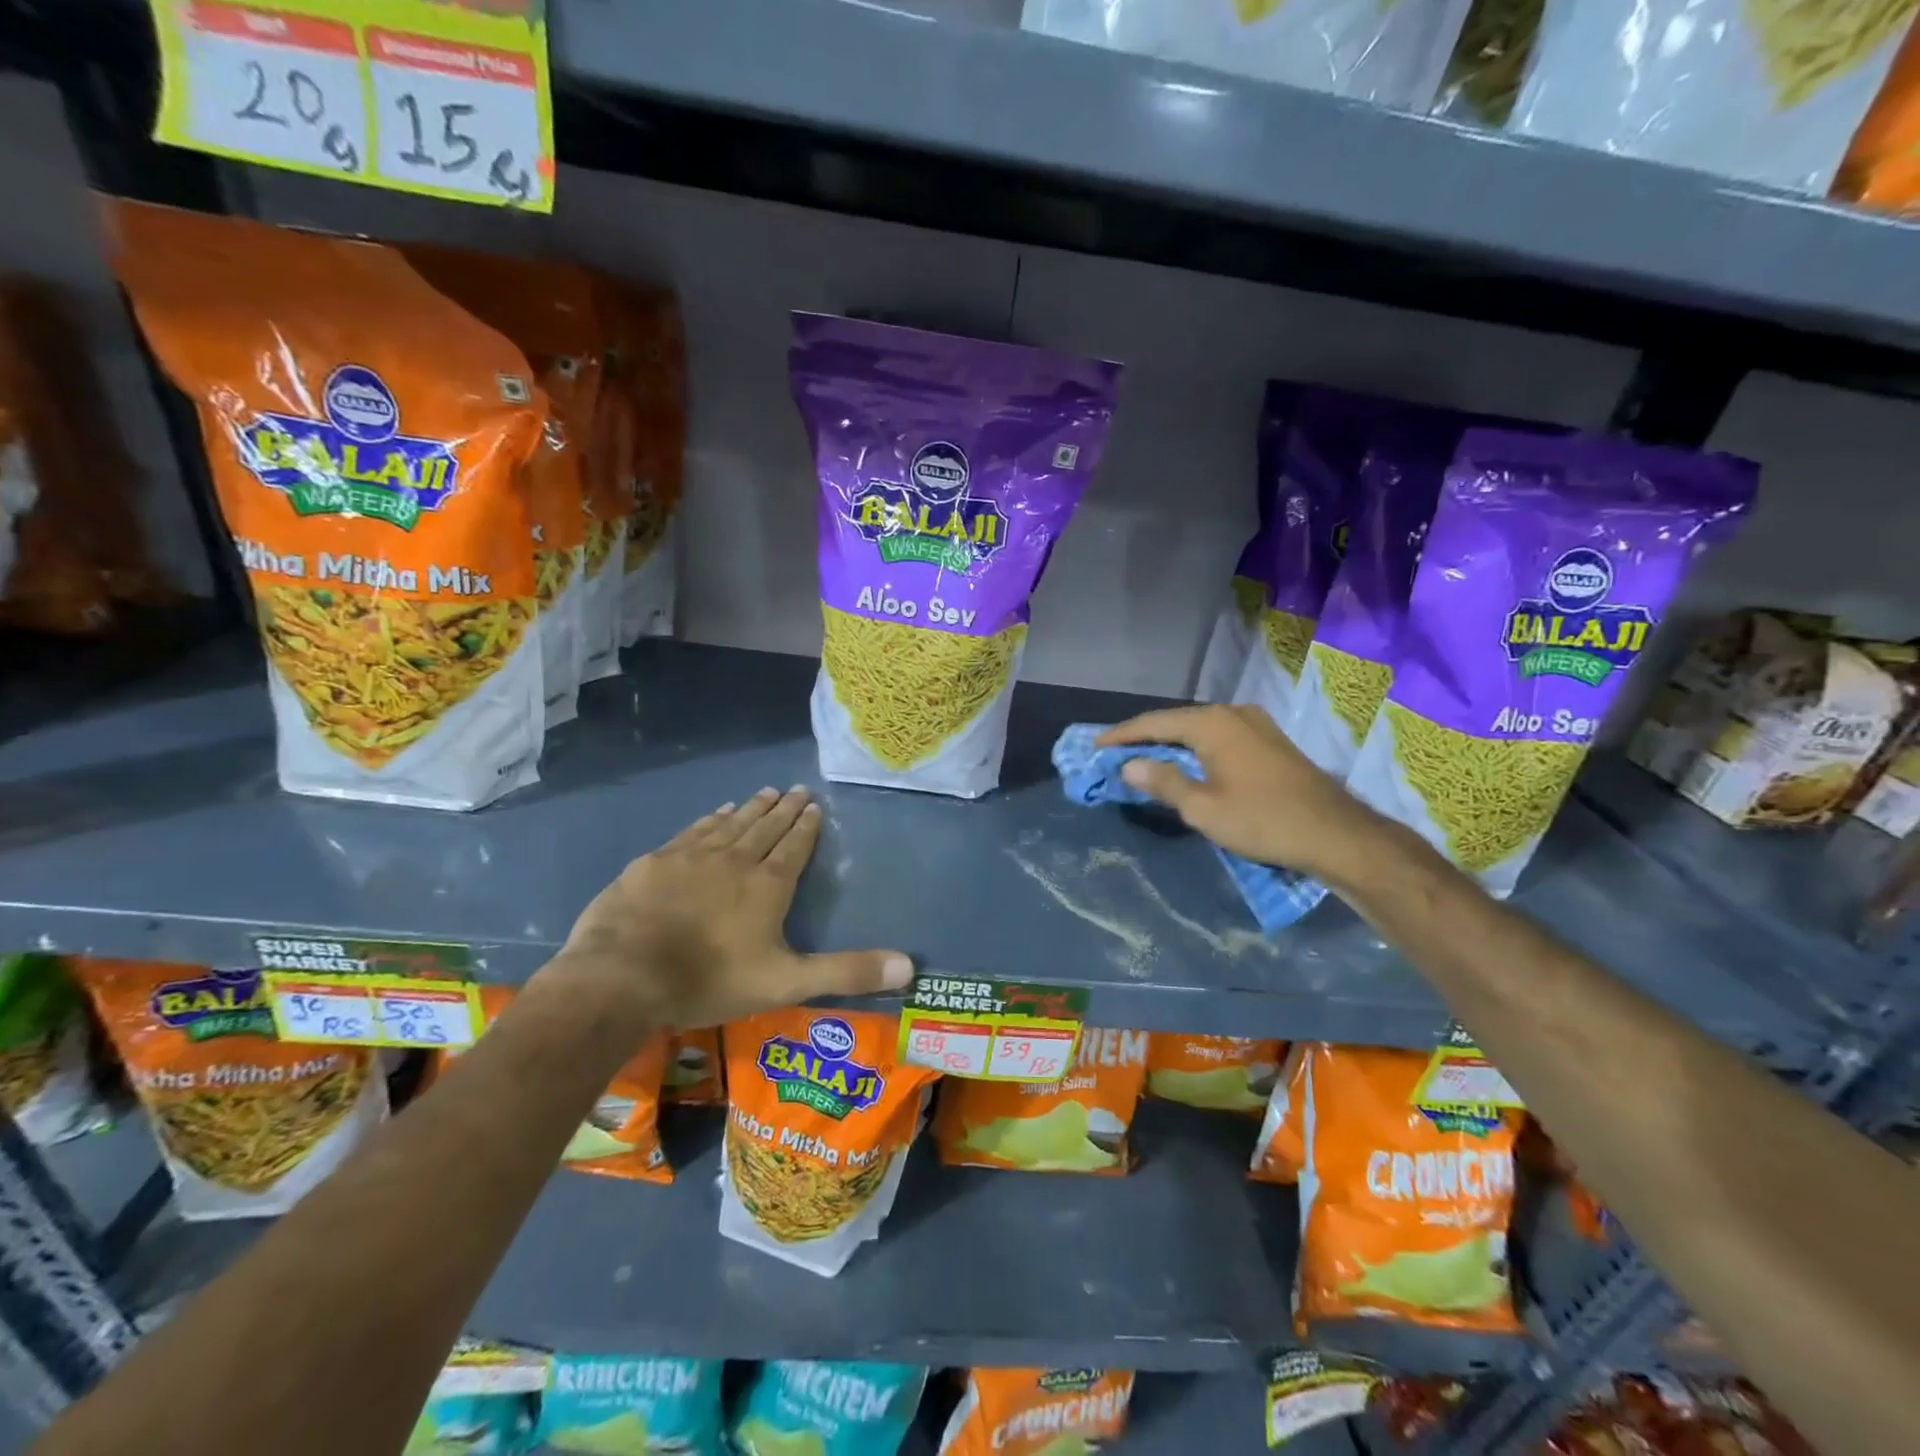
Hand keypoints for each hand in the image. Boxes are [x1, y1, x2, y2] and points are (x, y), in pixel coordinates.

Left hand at [536, 787, 911, 1031]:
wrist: (624, 975)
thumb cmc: (710, 980)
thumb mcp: (786, 982)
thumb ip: (846, 972)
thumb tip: (911, 966)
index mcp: (767, 885)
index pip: (794, 847)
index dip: (806, 827)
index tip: (814, 804)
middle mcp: (735, 860)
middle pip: (765, 828)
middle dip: (783, 810)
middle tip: (796, 788)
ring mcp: (691, 857)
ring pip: (730, 824)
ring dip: (750, 808)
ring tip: (764, 791)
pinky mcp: (656, 862)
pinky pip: (693, 831)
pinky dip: (710, 819)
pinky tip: (716, 813)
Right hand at [1097, 705, 1388, 883]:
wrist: (1336, 834)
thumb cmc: (1263, 821)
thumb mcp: (1203, 808)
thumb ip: (1163, 782)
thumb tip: (1129, 765)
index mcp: (1211, 724)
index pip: (1153, 723)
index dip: (1121, 735)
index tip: (1094, 747)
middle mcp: (1232, 714)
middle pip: (1176, 721)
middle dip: (1144, 737)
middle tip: (1115, 753)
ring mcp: (1256, 724)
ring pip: (1199, 728)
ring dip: (1171, 743)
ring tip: (1144, 758)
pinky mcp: (1270, 741)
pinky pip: (1220, 737)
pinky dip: (1195, 748)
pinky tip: (1188, 762)